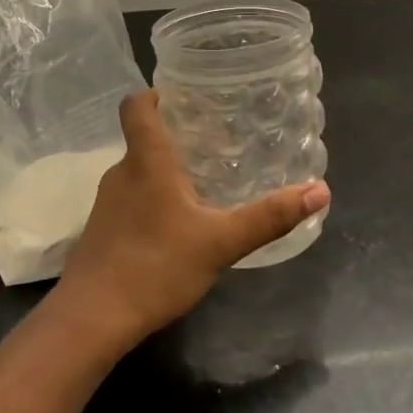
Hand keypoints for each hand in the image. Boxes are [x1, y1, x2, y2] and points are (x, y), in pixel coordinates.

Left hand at [51, 91, 331, 348]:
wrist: (92, 319)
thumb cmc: (155, 267)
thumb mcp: (221, 242)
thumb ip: (269, 217)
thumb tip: (320, 190)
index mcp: (147, 162)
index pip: (137, 106)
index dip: (155, 94)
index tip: (184, 95)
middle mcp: (122, 173)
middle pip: (144, 138)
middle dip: (176, 135)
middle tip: (217, 140)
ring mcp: (107, 204)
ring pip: (139, 172)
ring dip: (166, 170)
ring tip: (205, 181)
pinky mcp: (102, 231)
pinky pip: (131, 200)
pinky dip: (154, 199)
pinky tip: (179, 224)